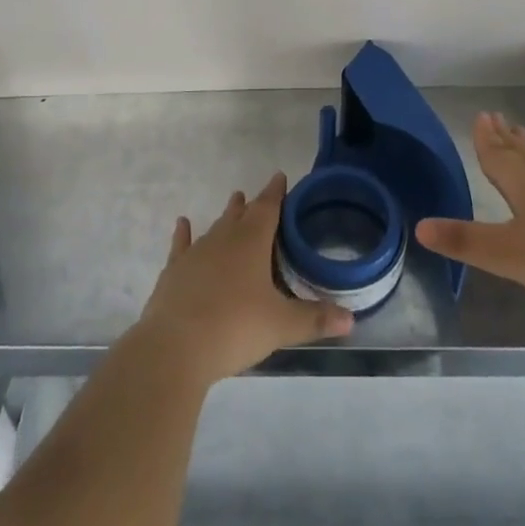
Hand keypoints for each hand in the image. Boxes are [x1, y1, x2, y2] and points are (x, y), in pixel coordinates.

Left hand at [132, 173, 352, 387]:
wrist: (174, 348)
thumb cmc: (234, 328)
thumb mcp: (281, 326)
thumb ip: (314, 319)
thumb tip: (351, 319)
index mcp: (252, 242)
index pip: (268, 208)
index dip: (276, 193)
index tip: (280, 177)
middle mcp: (223, 239)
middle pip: (241, 215)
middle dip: (252, 205)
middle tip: (258, 196)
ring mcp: (195, 254)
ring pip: (215, 227)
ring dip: (226, 216)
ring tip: (234, 201)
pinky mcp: (173, 273)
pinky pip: (181, 246)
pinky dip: (183, 234)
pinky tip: (182, 224)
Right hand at [416, 113, 524, 315]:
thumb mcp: (509, 256)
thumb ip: (466, 241)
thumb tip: (419, 226)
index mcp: (524, 184)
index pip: (498, 155)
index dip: (486, 139)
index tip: (481, 115)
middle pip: (522, 154)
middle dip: (506, 138)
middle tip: (497, 117)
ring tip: (523, 138)